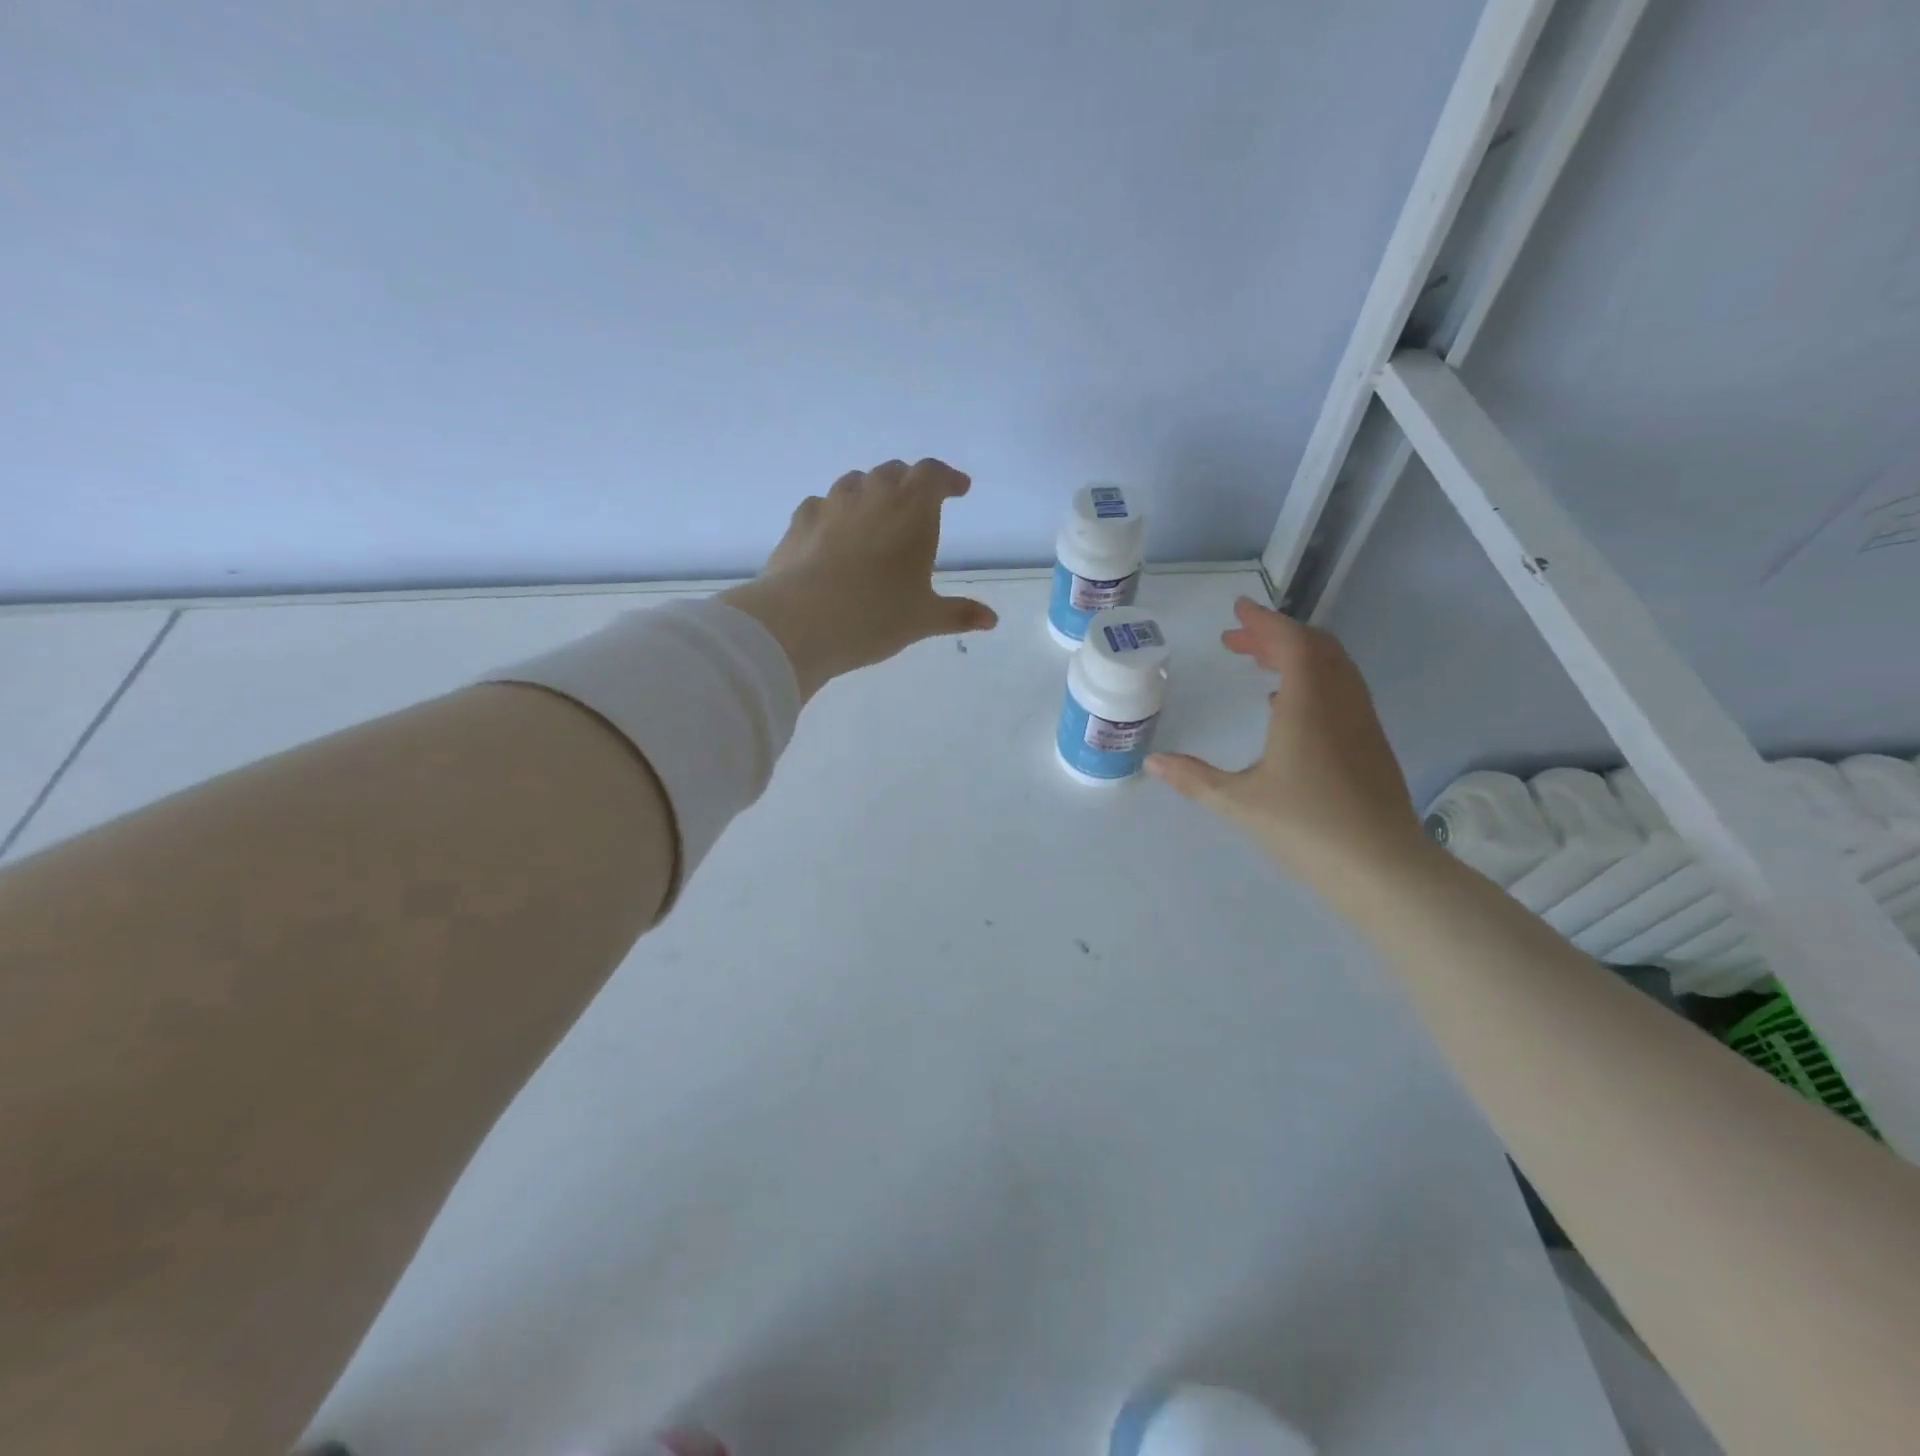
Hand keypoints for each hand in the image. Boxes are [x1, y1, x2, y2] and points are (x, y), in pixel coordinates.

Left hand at [720, 459, 998, 699]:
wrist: (801, 621)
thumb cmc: (876, 616)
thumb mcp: (924, 618)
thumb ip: (959, 614)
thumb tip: (991, 620)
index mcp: (912, 510)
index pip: (934, 475)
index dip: (948, 478)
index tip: (959, 489)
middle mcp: (872, 495)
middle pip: (894, 472)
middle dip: (910, 482)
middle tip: (918, 502)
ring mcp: (831, 504)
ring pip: (856, 482)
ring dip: (871, 491)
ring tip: (876, 514)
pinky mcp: (799, 521)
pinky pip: (822, 504)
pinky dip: (835, 512)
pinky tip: (833, 532)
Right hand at [1146, 598, 1429, 890]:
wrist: (1384, 868)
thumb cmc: (1307, 828)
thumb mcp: (1238, 803)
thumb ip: (1193, 779)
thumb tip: (1152, 763)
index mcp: (1309, 705)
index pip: (1292, 643)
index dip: (1265, 622)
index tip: (1238, 609)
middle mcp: (1340, 703)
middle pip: (1316, 648)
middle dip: (1276, 636)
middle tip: (1238, 640)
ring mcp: (1361, 723)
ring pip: (1334, 668)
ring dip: (1297, 656)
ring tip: (1260, 666)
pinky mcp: (1371, 744)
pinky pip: (1342, 690)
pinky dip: (1314, 679)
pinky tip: (1289, 708)